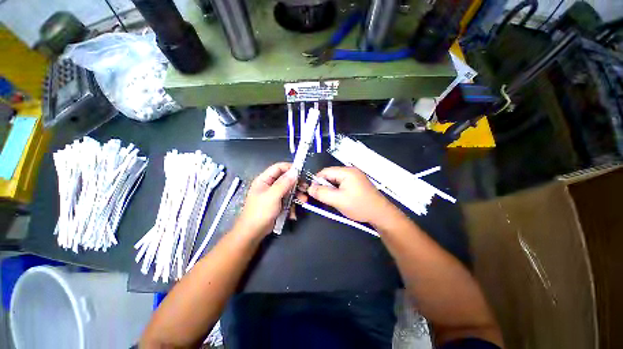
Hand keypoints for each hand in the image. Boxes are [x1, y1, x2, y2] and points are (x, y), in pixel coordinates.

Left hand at [236, 162, 297, 236]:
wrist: (253, 232)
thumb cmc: (260, 212)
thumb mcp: (273, 196)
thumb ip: (284, 183)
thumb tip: (295, 171)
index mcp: (264, 180)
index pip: (278, 167)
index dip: (290, 168)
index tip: (301, 171)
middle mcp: (269, 185)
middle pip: (285, 179)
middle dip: (296, 184)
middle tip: (305, 188)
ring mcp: (273, 195)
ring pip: (288, 190)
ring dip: (296, 195)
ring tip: (303, 200)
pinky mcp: (277, 203)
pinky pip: (287, 200)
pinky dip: (292, 205)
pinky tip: (293, 213)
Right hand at [308, 166, 395, 223]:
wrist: (381, 214)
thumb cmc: (359, 206)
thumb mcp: (338, 200)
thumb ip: (322, 193)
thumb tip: (310, 188)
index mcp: (347, 172)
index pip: (325, 171)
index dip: (317, 181)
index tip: (312, 192)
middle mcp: (351, 171)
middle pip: (331, 175)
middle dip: (324, 186)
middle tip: (322, 198)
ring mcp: (355, 177)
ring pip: (336, 180)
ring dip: (331, 189)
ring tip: (331, 200)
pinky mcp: (358, 183)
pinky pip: (343, 184)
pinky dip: (338, 190)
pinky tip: (339, 199)